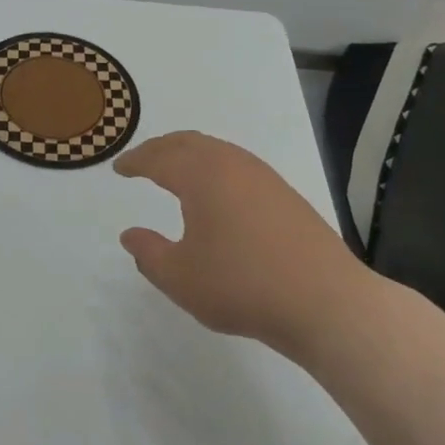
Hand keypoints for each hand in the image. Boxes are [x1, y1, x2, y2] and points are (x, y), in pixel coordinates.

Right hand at [114, 131, 371, 357]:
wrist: (326, 302)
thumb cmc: (242, 286)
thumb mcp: (180, 278)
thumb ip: (149, 253)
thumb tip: (130, 235)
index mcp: (201, 176)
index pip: (158, 158)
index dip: (134, 161)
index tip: (118, 167)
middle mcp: (232, 164)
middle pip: (188, 142)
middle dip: (160, 148)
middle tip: (141, 161)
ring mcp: (264, 177)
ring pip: (217, 151)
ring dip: (189, 155)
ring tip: (175, 172)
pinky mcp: (285, 194)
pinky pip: (237, 165)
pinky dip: (214, 167)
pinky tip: (216, 194)